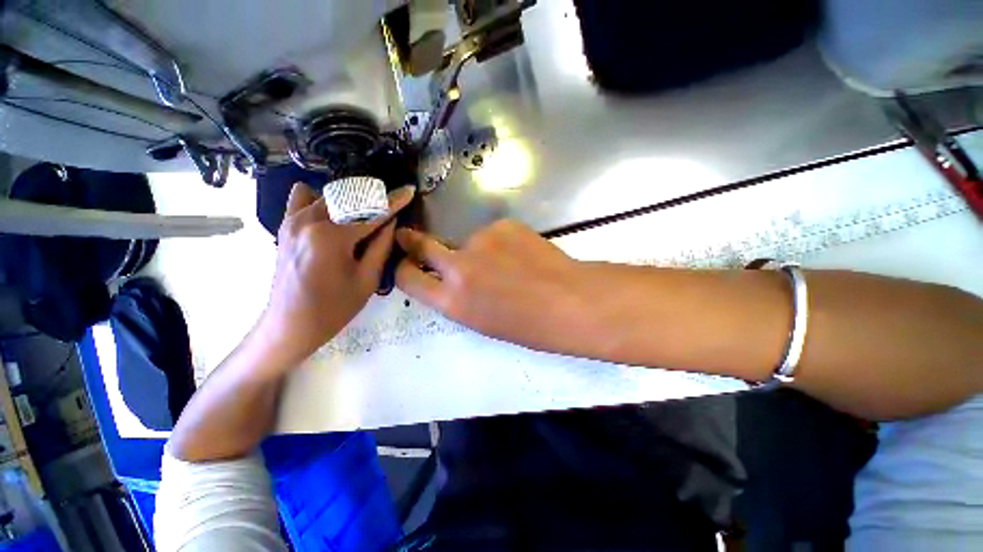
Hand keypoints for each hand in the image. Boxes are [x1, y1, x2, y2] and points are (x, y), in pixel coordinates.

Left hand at [260, 183, 414, 365]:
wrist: (289, 325)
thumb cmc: (334, 308)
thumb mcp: (367, 280)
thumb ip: (381, 246)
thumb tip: (391, 221)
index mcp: (331, 236)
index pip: (371, 213)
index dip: (394, 202)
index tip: (409, 190)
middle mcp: (309, 220)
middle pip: (349, 198)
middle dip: (374, 199)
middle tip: (391, 205)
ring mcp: (293, 221)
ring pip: (329, 196)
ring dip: (351, 200)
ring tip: (366, 212)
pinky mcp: (285, 226)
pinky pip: (303, 199)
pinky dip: (322, 199)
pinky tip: (335, 212)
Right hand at [395, 220, 591, 351]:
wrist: (570, 301)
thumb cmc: (529, 325)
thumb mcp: (482, 321)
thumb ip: (458, 297)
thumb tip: (449, 278)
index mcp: (452, 300)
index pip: (408, 278)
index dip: (402, 269)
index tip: (404, 263)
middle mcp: (458, 266)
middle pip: (422, 244)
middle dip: (412, 240)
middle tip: (410, 236)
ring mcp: (481, 240)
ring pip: (468, 240)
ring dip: (479, 249)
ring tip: (509, 264)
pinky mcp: (503, 225)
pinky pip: (494, 233)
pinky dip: (502, 242)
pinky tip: (523, 254)